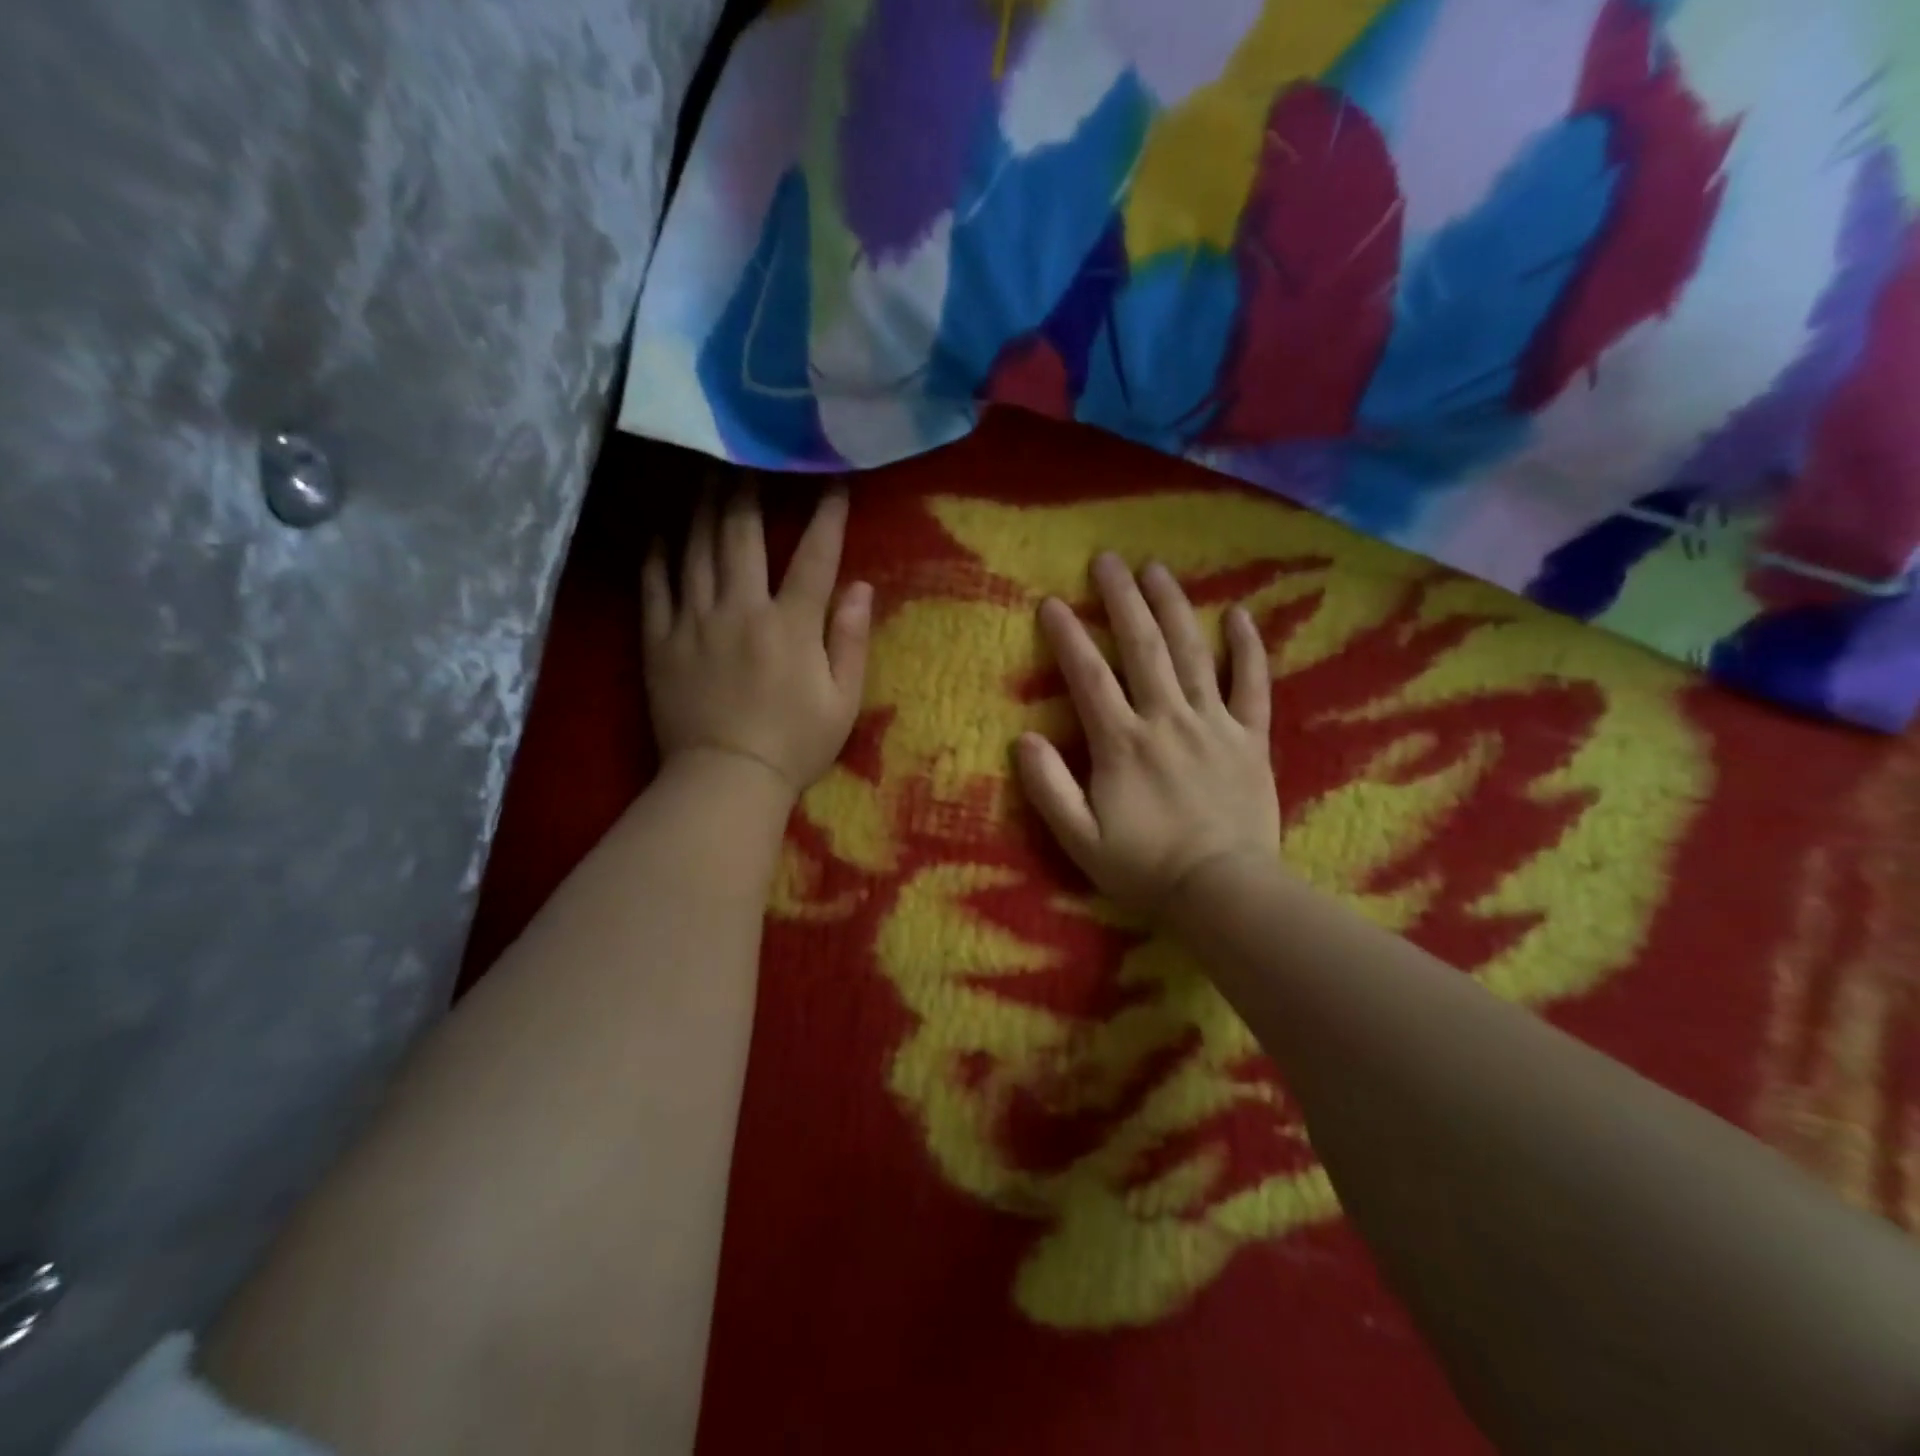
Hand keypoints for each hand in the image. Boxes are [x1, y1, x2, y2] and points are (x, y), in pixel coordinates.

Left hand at [642, 482, 871, 798]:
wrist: (725, 781)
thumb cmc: (794, 745)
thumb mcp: (843, 701)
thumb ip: (852, 641)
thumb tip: (862, 587)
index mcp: (791, 626)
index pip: (814, 557)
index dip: (827, 517)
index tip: (833, 483)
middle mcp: (741, 610)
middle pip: (742, 535)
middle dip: (749, 490)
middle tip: (749, 457)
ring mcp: (694, 623)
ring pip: (696, 550)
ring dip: (703, 508)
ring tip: (706, 474)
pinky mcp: (660, 641)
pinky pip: (654, 587)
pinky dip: (658, 555)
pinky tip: (661, 533)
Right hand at [1017, 553, 1279, 918]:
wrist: (1223, 893)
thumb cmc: (1145, 869)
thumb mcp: (1080, 839)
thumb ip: (1048, 787)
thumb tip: (1022, 738)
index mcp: (1122, 744)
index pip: (1089, 677)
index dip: (1068, 637)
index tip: (1052, 602)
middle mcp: (1167, 720)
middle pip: (1143, 648)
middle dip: (1122, 600)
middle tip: (1107, 560)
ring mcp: (1214, 725)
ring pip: (1192, 653)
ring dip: (1173, 606)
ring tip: (1156, 569)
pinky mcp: (1251, 739)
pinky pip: (1252, 685)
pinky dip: (1246, 648)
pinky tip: (1238, 614)